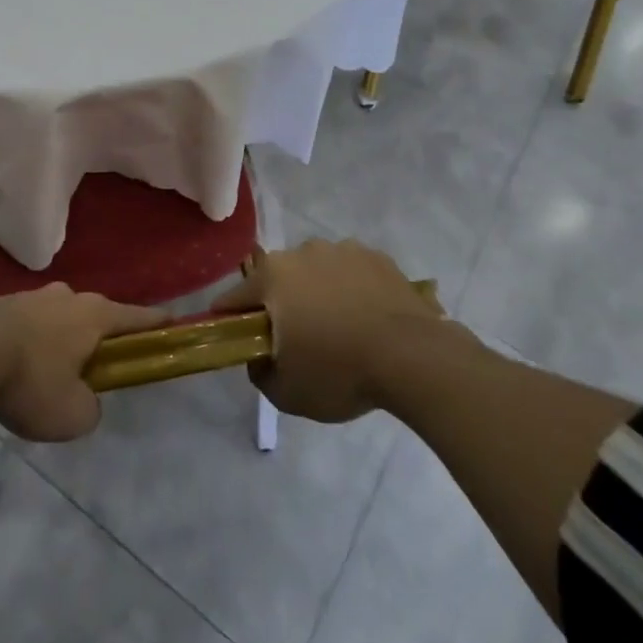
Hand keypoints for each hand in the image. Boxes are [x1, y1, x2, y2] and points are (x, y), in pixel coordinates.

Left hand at [0, 285, 161, 442]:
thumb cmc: (29, 380)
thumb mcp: (71, 414)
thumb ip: (90, 408)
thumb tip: (84, 399)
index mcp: (93, 314)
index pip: (136, 317)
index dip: (157, 323)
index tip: (174, 322)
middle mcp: (66, 296)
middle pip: (95, 315)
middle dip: (99, 337)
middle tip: (96, 367)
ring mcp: (30, 296)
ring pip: (57, 318)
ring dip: (59, 341)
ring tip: (49, 374)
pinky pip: (26, 325)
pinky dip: (29, 344)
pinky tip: (15, 368)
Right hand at [214, 239, 467, 422]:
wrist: (413, 358)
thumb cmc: (339, 371)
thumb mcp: (286, 392)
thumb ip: (259, 372)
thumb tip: (258, 356)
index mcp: (272, 277)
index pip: (234, 297)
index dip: (229, 320)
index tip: (236, 339)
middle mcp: (302, 252)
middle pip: (278, 280)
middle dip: (280, 305)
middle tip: (297, 340)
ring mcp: (342, 250)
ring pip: (316, 272)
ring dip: (318, 293)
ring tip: (340, 330)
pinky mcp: (377, 257)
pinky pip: (352, 273)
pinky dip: (352, 290)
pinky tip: (368, 319)